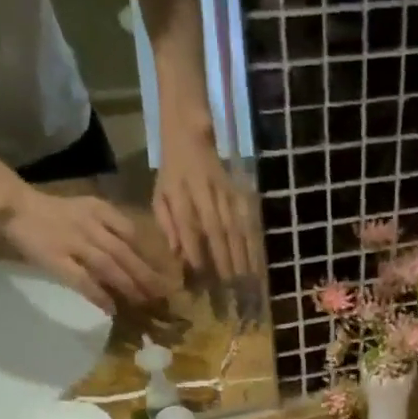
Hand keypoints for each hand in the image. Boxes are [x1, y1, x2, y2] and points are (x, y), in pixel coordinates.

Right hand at [0, 186, 171, 309]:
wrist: (16, 206)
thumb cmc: (56, 214)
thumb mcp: (88, 211)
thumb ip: (112, 230)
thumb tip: (142, 261)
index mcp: (99, 211)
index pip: (132, 233)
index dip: (151, 256)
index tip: (167, 275)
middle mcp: (89, 225)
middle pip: (125, 253)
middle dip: (147, 276)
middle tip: (164, 297)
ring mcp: (73, 242)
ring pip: (108, 266)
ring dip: (129, 286)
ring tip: (143, 303)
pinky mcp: (56, 259)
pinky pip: (82, 280)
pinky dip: (98, 295)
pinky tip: (111, 309)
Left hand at [153, 124, 254, 282]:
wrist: (189, 134)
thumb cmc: (172, 173)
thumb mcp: (160, 194)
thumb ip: (166, 223)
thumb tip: (176, 253)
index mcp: (178, 192)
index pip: (186, 223)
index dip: (193, 247)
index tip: (200, 273)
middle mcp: (203, 191)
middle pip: (215, 227)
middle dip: (223, 257)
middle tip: (229, 284)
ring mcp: (224, 191)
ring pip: (234, 225)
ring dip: (242, 254)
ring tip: (246, 279)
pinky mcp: (238, 193)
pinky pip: (247, 221)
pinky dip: (253, 243)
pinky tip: (257, 262)